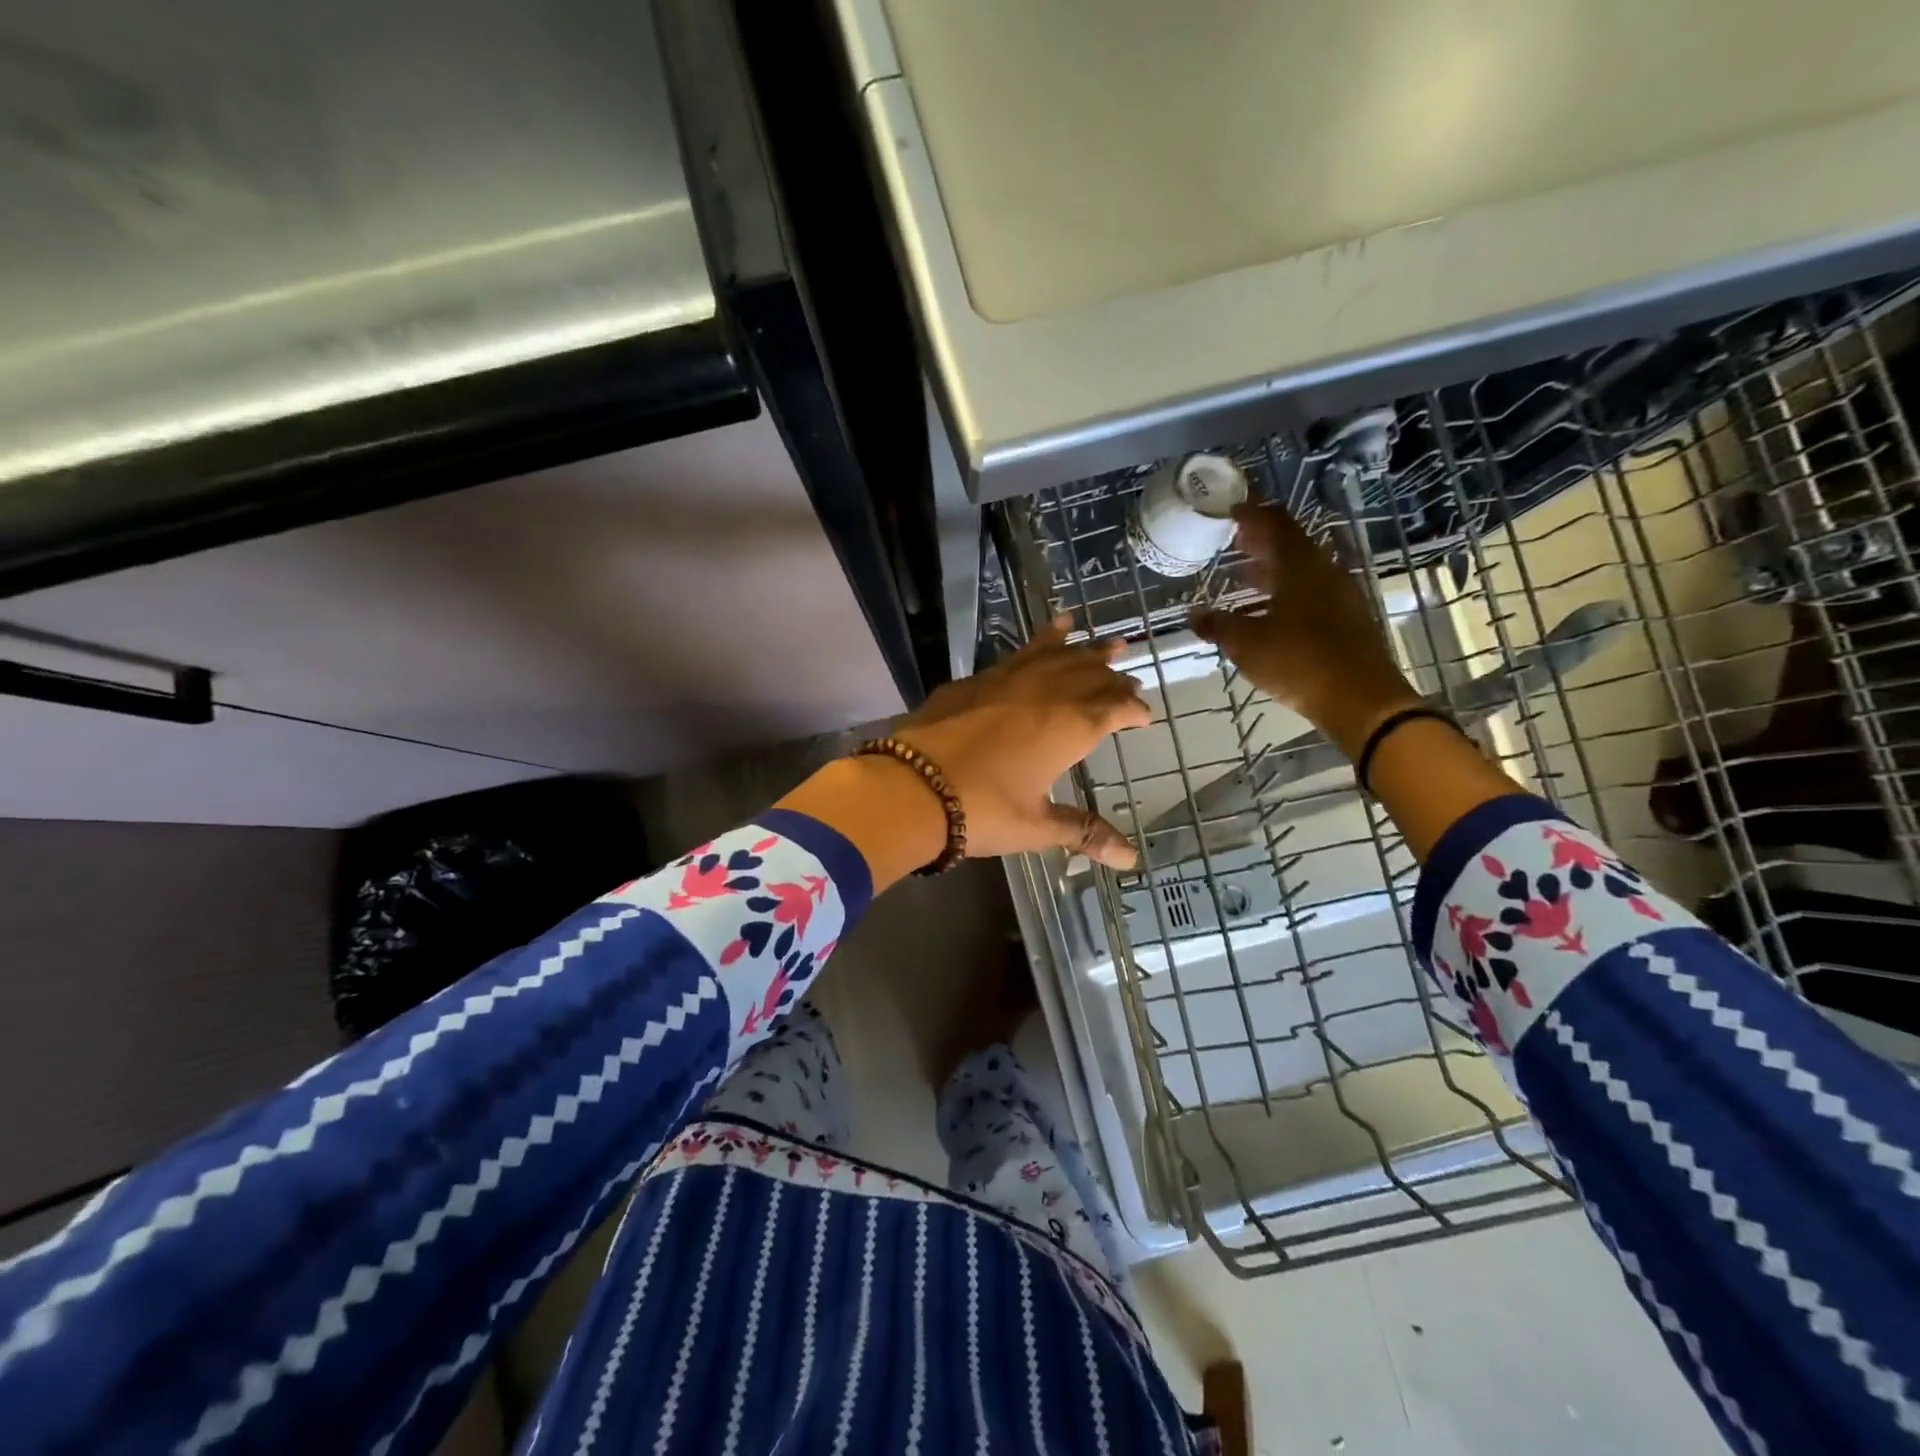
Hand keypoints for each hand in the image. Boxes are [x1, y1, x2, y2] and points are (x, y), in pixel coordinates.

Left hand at [896, 616, 1150, 868]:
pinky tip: (1050, 631)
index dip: (1131, 710)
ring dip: (1085, 650)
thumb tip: (1131, 859)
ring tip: (1107, 640)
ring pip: (1058, 656)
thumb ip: (1083, 832)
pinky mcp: (977, 679)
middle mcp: (1045, 695)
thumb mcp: (1036, 825)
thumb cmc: (981, 810)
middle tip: (1130, 675)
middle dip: (1113, 676)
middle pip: (1089, 676)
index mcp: (1067, 728)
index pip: (1112, 710)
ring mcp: (1009, 680)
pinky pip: (1020, 652)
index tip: (1144, 714)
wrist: (912, 786)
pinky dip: (1042, 640)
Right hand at [1191, 503, 1420, 759]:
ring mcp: (1340, 595)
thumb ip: (1219, 625)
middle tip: (1232, 540)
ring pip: (1301, 571)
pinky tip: (1268, 610)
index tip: (1229, 510)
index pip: (1275, 523)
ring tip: (1243, 576)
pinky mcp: (1346, 619)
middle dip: (1259, 541)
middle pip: (1290, 544)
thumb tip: (1193, 615)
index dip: (1252, 513)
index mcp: (1300, 566)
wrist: (1361, 700)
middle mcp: (1324, 572)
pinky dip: (1285, 592)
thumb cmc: (1299, 662)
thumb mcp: (1247, 644)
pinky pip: (1310, 593)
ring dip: (1272, 570)